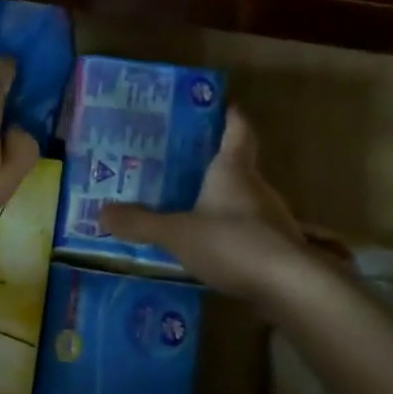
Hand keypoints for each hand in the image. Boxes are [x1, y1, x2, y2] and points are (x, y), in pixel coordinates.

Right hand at [100, 108, 307, 298]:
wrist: (290, 287)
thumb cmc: (233, 244)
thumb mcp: (177, 233)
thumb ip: (141, 223)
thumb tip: (102, 213)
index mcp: (233, 170)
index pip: (237, 129)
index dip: (228, 115)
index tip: (216, 105)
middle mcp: (257, 187)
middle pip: (239, 164)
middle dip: (214, 162)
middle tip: (181, 163)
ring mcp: (273, 218)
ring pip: (244, 199)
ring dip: (223, 200)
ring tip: (190, 207)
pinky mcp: (279, 248)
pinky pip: (250, 230)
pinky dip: (232, 232)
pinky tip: (213, 247)